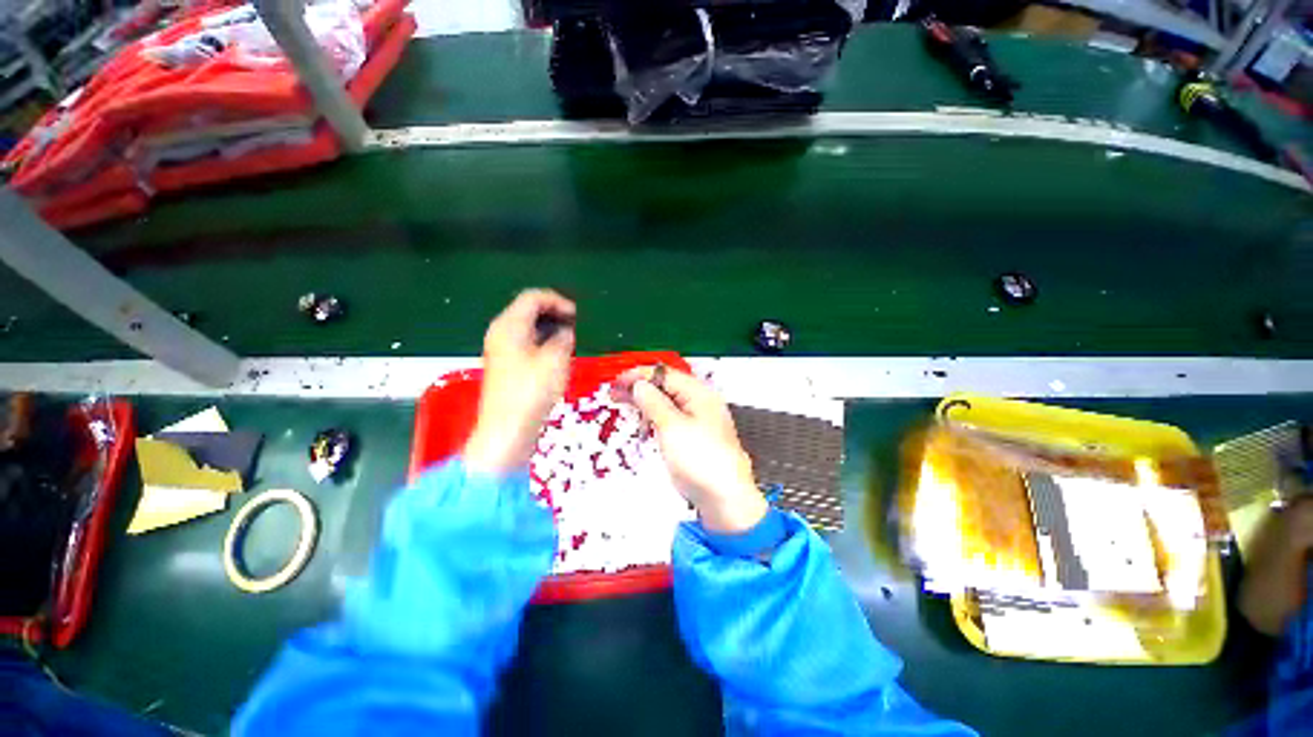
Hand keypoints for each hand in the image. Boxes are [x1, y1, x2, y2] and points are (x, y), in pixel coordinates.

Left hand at [464, 289, 575, 476]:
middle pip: (527, 310)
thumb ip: (564, 337)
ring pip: (527, 327)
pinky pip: (524, 342)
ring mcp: (500, 349)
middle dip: (553, 314)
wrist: (507, 428)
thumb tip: (565, 331)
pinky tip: (555, 355)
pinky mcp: (504, 364)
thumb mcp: (556, 359)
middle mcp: (500, 332)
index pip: (533, 298)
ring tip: (568, 341)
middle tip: (574, 326)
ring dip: (549, 329)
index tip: (576, 315)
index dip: (558, 301)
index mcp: (509, 325)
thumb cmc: (532, 391)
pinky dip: (541, 341)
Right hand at [615, 366, 766, 533]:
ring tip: (624, 408)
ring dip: (645, 404)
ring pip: (667, 404)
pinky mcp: (693, 438)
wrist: (724, 499)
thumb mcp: (672, 426)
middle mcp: (700, 402)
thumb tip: (639, 384)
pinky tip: (644, 427)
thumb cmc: (699, 458)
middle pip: (666, 388)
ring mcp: (698, 421)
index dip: (640, 375)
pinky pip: (671, 420)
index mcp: (699, 393)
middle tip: (614, 394)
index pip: (665, 375)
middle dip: (640, 389)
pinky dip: (655, 420)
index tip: (617, 381)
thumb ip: (653, 402)